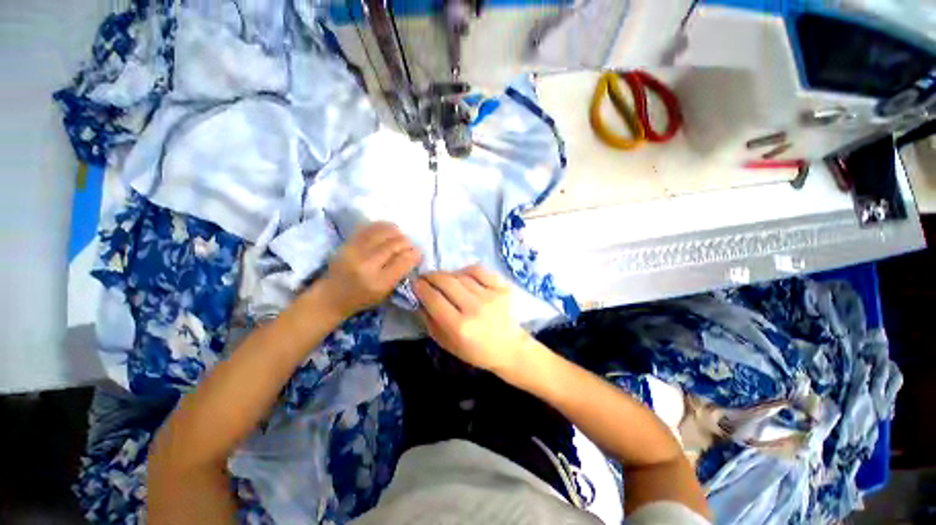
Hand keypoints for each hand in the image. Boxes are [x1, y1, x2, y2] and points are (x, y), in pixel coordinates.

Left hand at [318, 222, 420, 317]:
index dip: (415, 254)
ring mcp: (355, 251)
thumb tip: (413, 255)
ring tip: (400, 237)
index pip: (404, 261)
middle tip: (410, 246)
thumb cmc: (362, 299)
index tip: (419, 253)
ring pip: (383, 232)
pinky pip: (369, 228)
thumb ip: (400, 274)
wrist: (331, 296)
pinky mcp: (347, 243)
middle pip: (395, 245)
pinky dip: (383, 227)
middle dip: (407, 243)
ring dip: (397, 233)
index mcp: (379, 282)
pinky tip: (388, 230)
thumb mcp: (386, 293)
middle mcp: (367, 265)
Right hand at [414, 265, 532, 374]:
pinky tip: (462, 275)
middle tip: (425, 278)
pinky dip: (466, 270)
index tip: (415, 283)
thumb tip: (419, 300)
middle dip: (431, 276)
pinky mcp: (503, 287)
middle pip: (446, 282)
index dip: (421, 288)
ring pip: (461, 275)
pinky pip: (479, 270)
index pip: (434, 299)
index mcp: (460, 327)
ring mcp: (491, 295)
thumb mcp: (448, 344)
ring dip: (447, 275)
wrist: (511, 348)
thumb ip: (431, 322)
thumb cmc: (477, 351)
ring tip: (443, 280)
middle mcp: (475, 308)